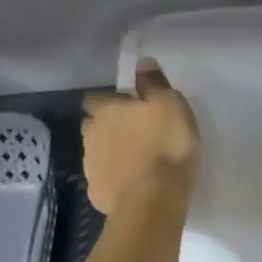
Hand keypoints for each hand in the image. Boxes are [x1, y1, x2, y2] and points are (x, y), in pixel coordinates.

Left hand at [82, 61, 199, 215]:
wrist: (154, 200)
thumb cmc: (165, 145)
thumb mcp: (170, 104)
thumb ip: (153, 82)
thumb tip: (141, 61)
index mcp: (106, 111)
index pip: (95, 98)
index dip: (110, 101)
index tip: (128, 107)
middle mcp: (91, 135)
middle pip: (92, 125)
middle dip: (107, 127)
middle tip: (133, 132)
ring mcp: (91, 167)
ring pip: (97, 152)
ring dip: (111, 153)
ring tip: (136, 160)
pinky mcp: (97, 193)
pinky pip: (105, 180)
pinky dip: (115, 179)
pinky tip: (133, 184)